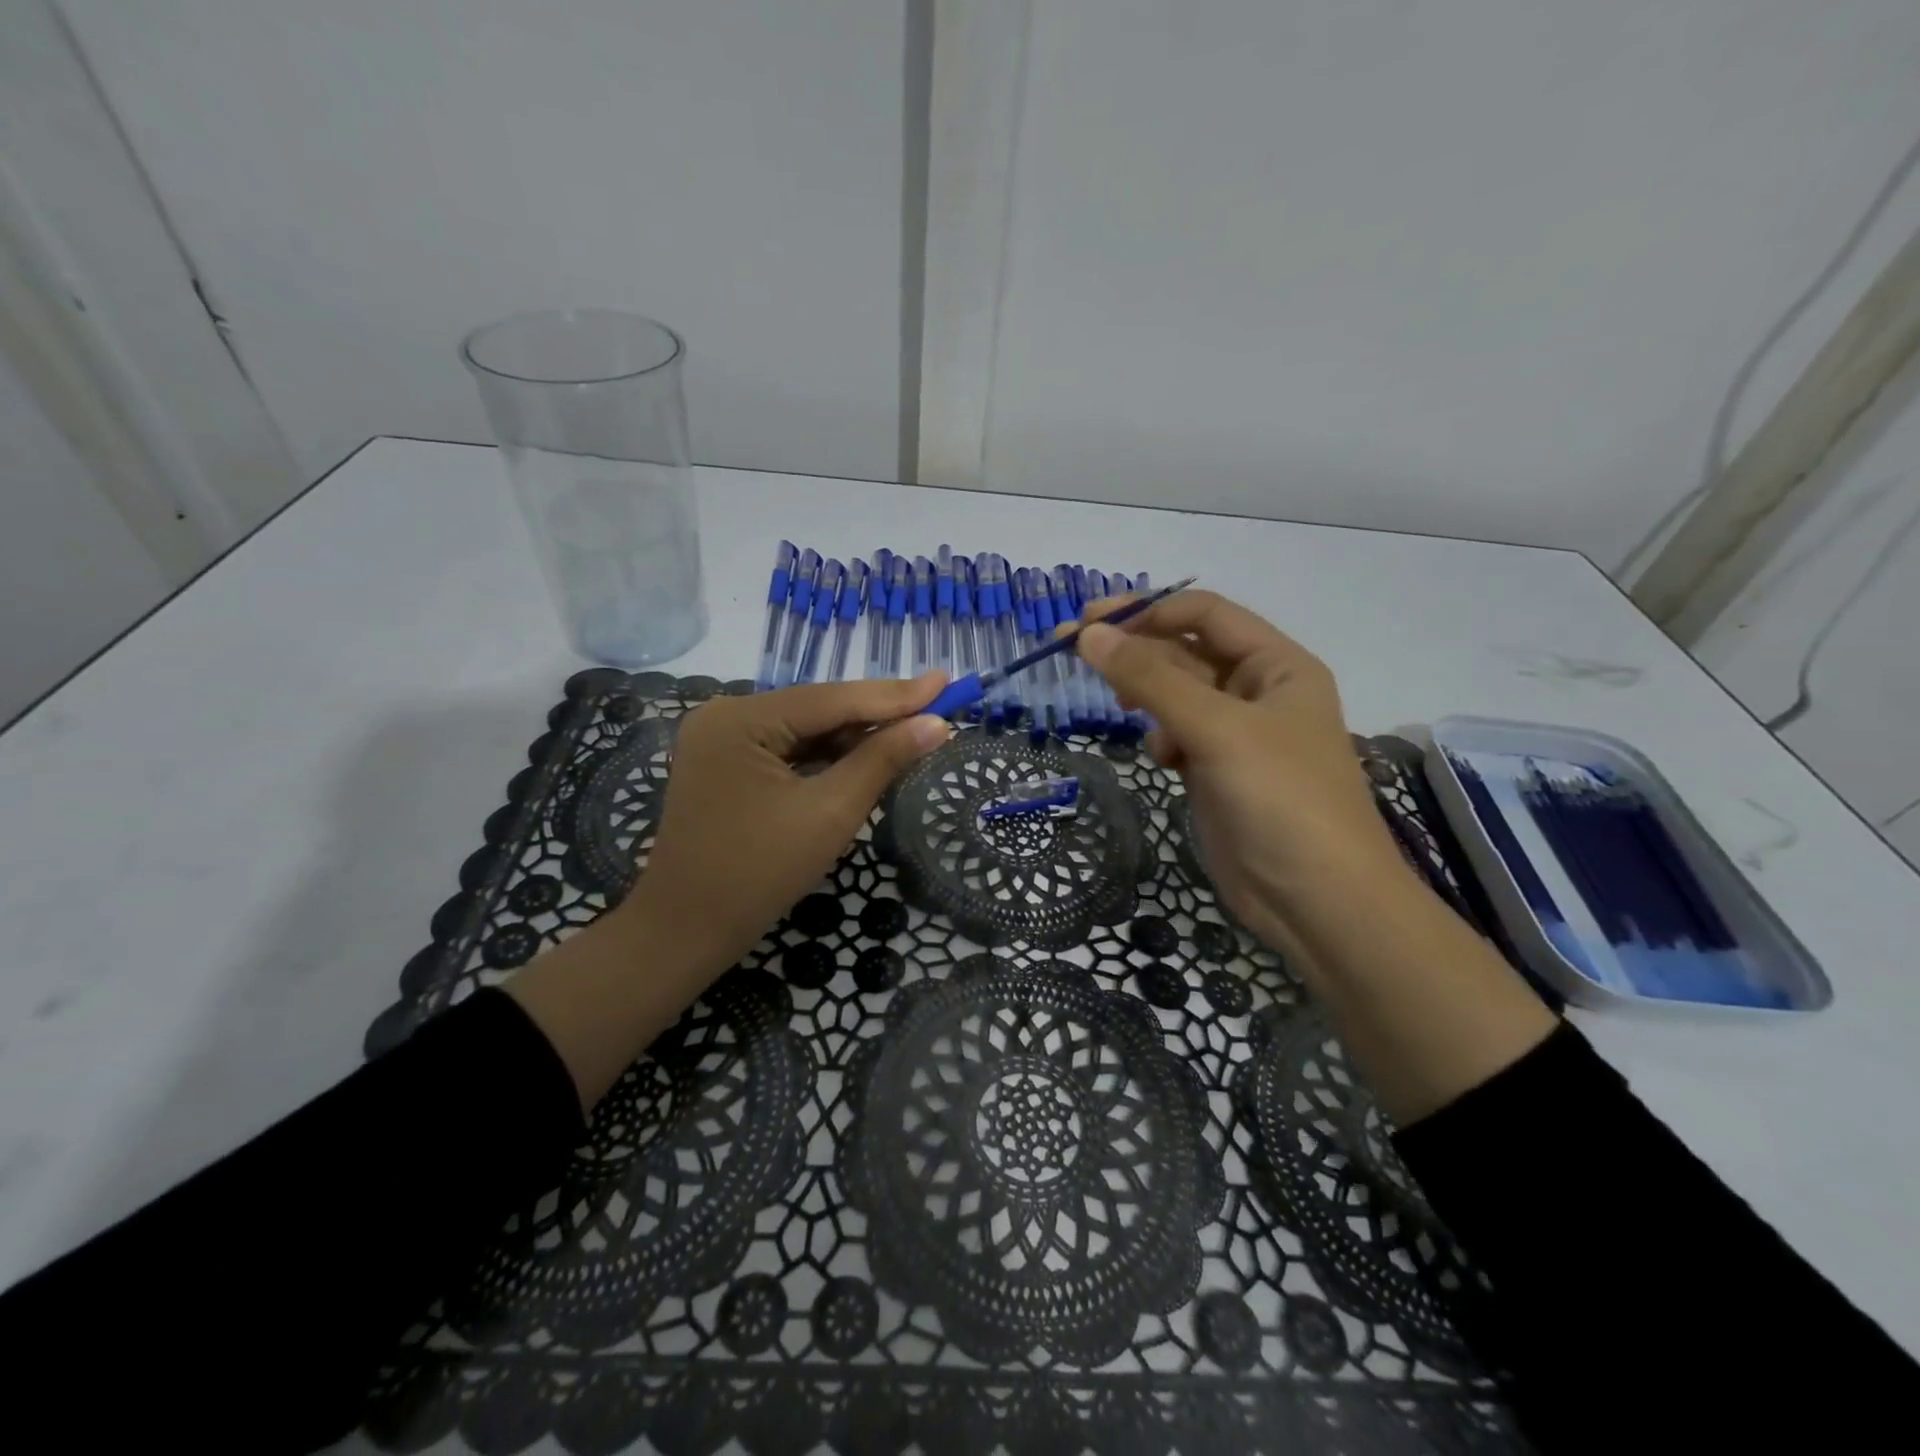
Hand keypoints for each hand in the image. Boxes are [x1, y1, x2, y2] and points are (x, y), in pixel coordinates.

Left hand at [619, 674, 951, 976]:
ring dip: (854, 735)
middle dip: (876, 714)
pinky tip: (864, 755)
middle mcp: (725, 715)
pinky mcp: (724, 763)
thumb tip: (936, 724)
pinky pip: (786, 748)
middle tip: (936, 706)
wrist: (686, 931)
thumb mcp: (831, 812)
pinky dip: (825, 754)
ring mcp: (721, 739)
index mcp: (741, 718)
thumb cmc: (759, 873)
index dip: (895, 694)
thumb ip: (883, 760)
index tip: (945, 680)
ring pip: (804, 728)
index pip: (832, 698)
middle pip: (817, 708)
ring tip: (911, 731)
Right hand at [1079, 592, 1556, 1122]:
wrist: (1319, 902)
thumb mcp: (1216, 729)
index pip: (1204, 613)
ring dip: (1146, 694)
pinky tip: (1162, 758)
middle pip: (1186, 650)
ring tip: (1119, 707)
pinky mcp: (1219, 772)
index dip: (1147, 611)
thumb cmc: (1280, 801)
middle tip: (1071, 648)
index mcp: (1276, 665)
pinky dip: (1162, 738)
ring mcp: (1238, 735)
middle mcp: (1259, 691)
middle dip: (1133, 648)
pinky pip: (1179, 735)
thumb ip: (1151, 678)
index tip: (1089, 624)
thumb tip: (1090, 634)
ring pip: (1177, 694)